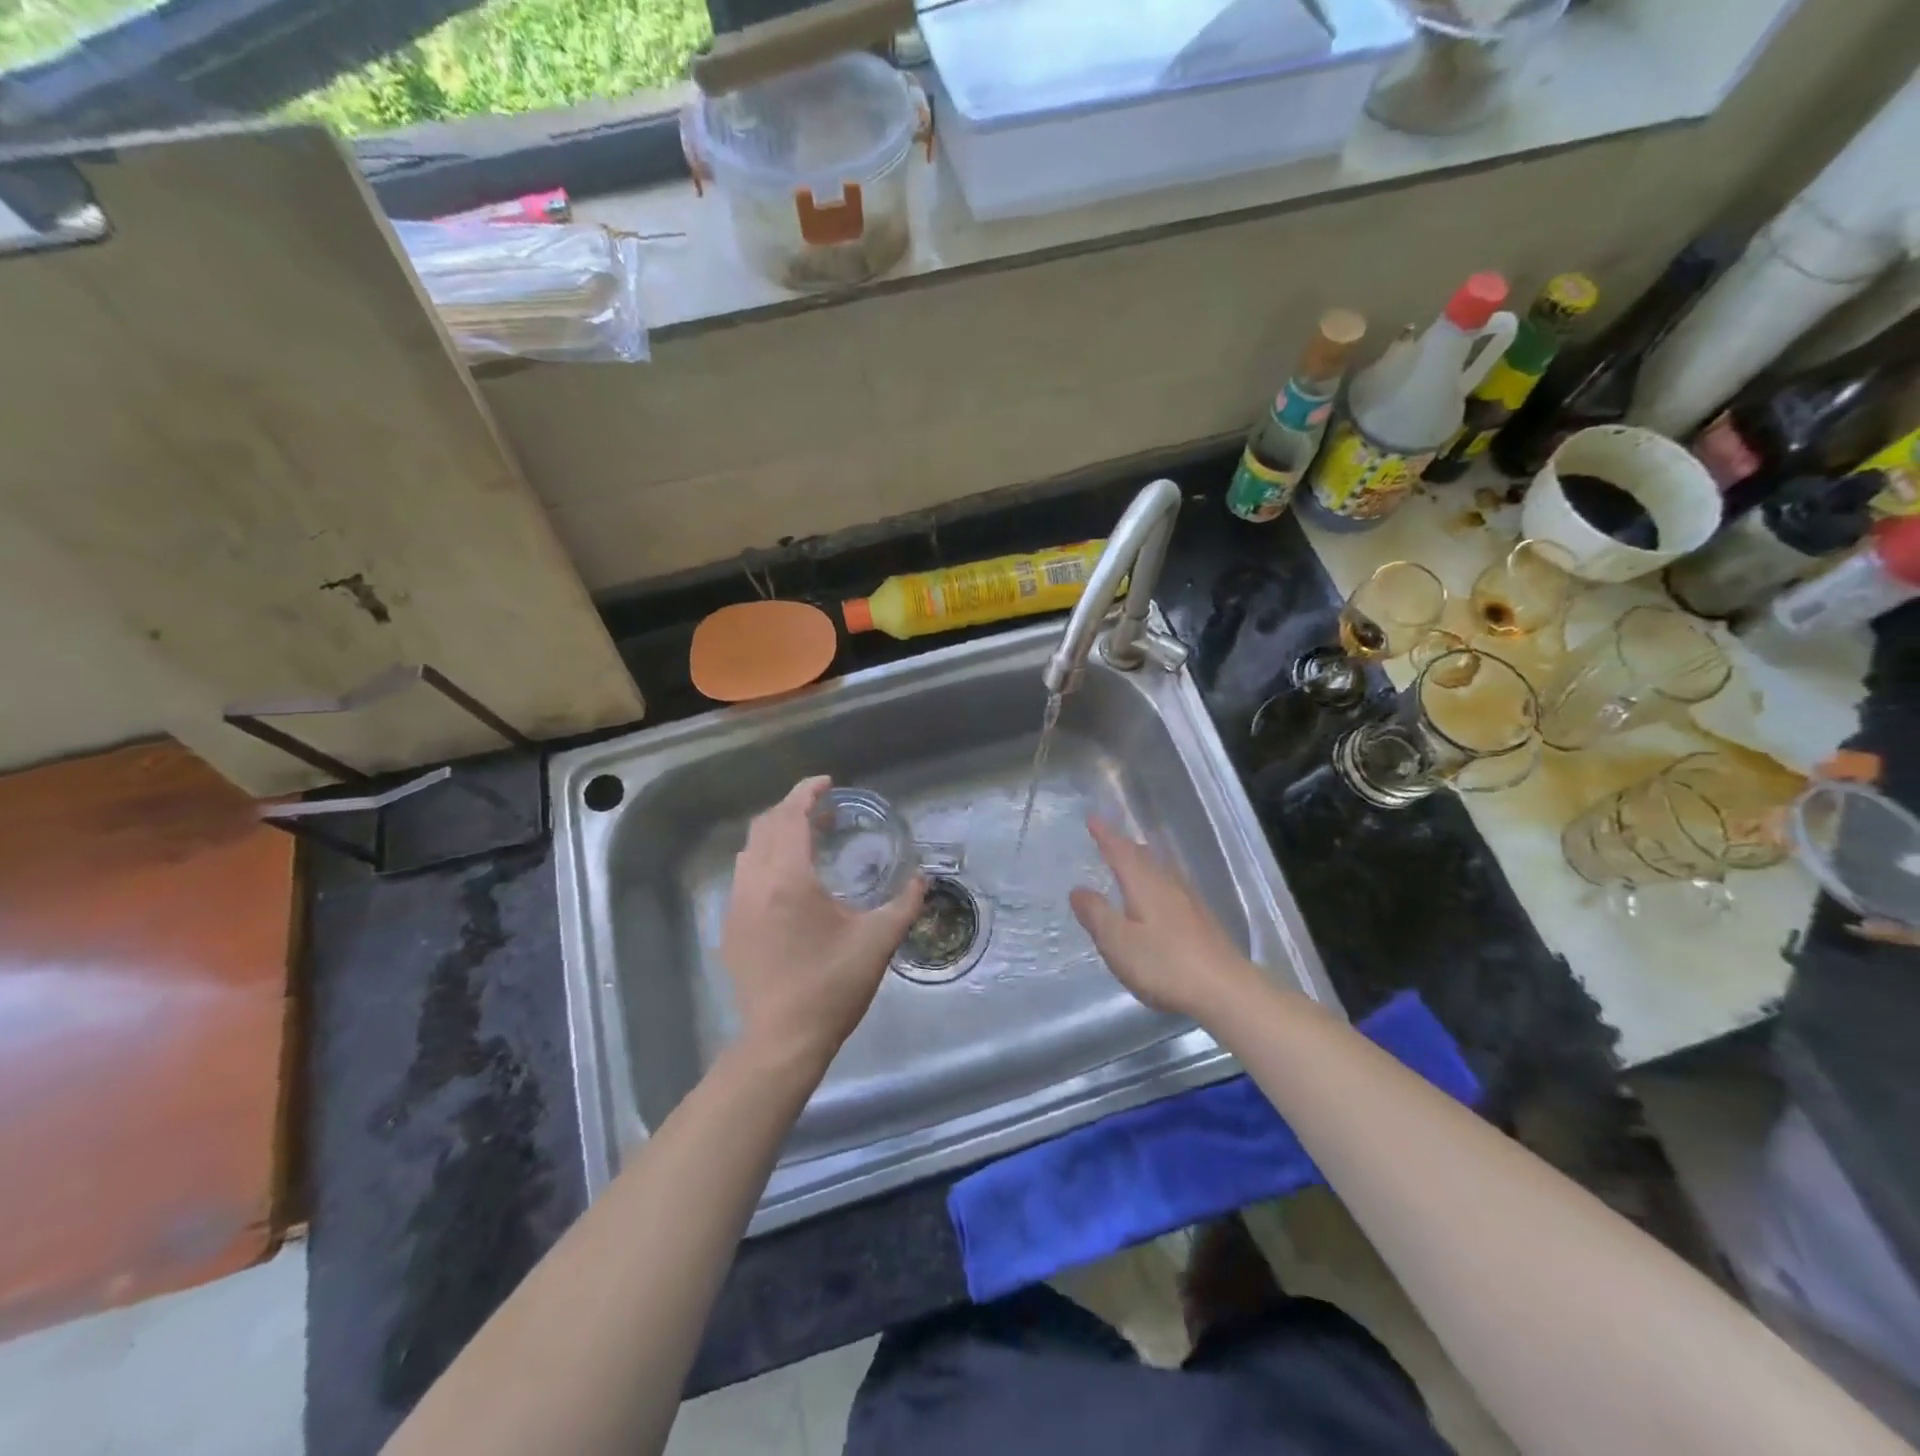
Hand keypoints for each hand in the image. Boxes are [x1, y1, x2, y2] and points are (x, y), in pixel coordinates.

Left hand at [721, 777, 924, 1072]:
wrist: (782, 1041)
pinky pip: (743, 877)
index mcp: (788, 880)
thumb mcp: (878, 942)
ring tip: (807, 841)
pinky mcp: (730, 929)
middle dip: (792, 809)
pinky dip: (764, 861)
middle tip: (824, 812)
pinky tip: (789, 883)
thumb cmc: (832, 986)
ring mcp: (737, 907)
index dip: (807, 793)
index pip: (790, 817)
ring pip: (749, 851)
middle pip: (765, 827)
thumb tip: (922, 879)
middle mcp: (755, 884)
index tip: (828, 783)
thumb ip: (904, 904)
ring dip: (775, 835)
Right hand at [1070, 817, 1265, 1024]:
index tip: (1092, 818)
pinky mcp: (1201, 920)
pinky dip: (1155, 881)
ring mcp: (1189, 901)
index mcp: (1144, 884)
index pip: (1120, 851)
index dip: (1105, 834)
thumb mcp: (1118, 942)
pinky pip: (1171, 886)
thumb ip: (1096, 914)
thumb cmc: (1165, 964)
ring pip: (1159, 870)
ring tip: (1129, 862)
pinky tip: (1158, 896)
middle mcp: (1168, 884)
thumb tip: (1078, 889)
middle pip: (1143, 856)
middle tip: (1107, 838)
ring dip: (1141, 861)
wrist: (1226, 990)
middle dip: (1123, 845)